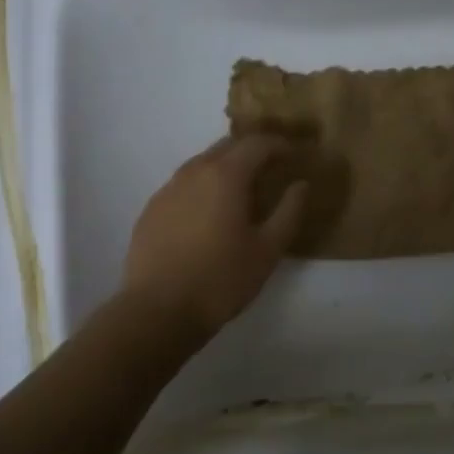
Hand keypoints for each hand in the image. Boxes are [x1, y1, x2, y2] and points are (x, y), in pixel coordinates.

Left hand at [121, 135, 308, 336]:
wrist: (157, 311)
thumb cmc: (221, 279)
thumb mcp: (267, 250)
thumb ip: (289, 212)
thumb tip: (301, 185)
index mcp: (225, 175)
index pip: (257, 143)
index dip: (279, 145)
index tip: (294, 156)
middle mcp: (194, 172)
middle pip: (227, 146)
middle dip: (252, 151)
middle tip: (271, 169)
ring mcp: (168, 189)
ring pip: (202, 164)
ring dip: (225, 167)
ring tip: (241, 191)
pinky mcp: (151, 209)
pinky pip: (183, 185)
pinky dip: (202, 187)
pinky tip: (208, 213)